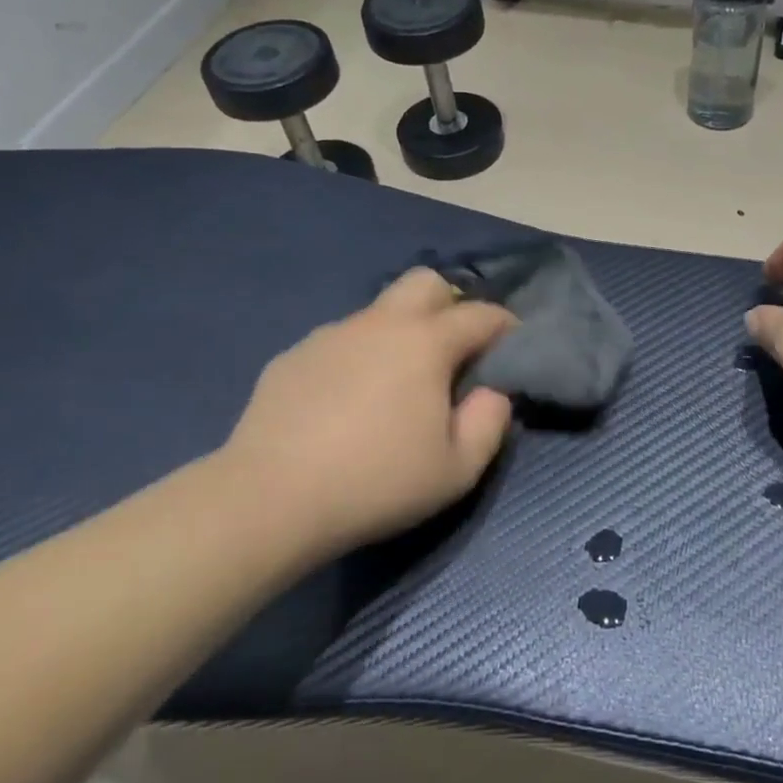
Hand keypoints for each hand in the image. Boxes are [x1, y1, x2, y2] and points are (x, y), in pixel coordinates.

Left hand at [210, 269, 516, 557]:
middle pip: (426, 283)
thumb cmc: (376, 483)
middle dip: (451, 303)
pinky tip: (345, 403)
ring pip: (378, 312)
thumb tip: (492, 393)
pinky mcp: (293, 356)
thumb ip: (490, 423)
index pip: (480, 314)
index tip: (512, 344)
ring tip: (395, 385)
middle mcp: (379, 324)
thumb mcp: (457, 469)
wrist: (269, 499)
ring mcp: (331, 335)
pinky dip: (357, 358)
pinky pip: (340, 342)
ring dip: (400, 333)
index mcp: (425, 342)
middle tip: (454, 350)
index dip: (505, 325)